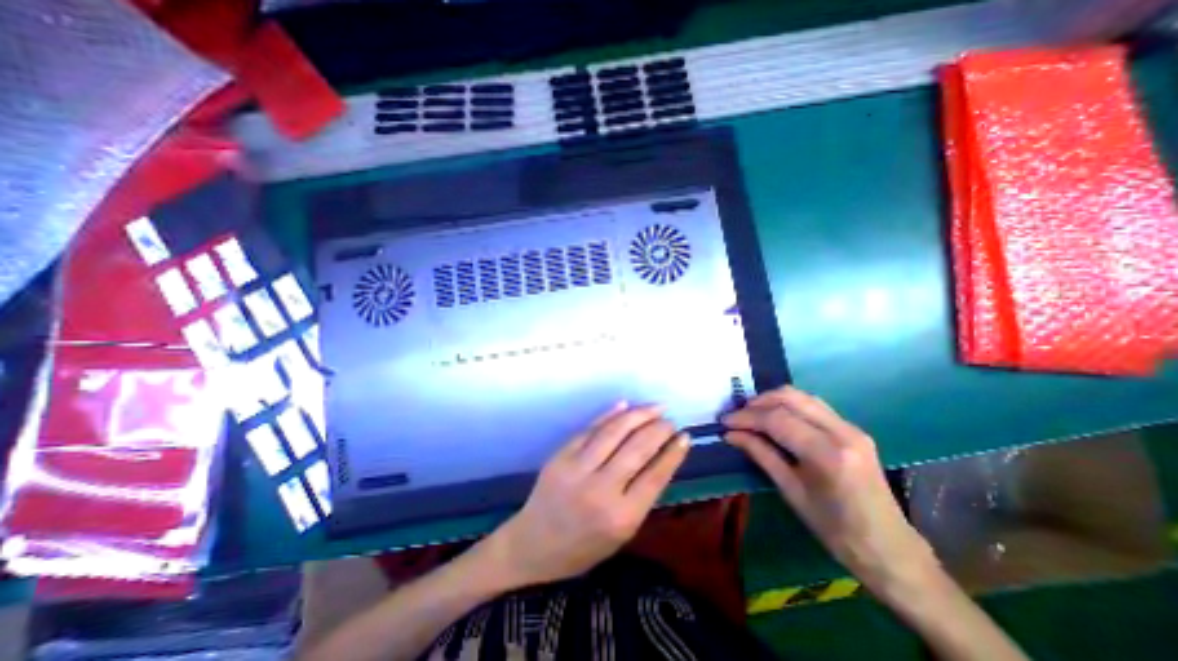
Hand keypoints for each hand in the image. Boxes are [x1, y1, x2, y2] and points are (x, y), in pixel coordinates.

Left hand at [490, 406, 692, 584]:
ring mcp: (577, 469)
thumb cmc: (584, 547)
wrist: (533, 544)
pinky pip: (590, 429)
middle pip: (637, 448)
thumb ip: (642, 495)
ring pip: (614, 432)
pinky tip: (625, 406)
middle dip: (658, 429)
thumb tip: (660, 455)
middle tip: (670, 420)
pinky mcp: (560, 456)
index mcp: (621, 517)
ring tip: (655, 407)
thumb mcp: (622, 533)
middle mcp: (600, 490)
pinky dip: (609, 415)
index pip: (655, 475)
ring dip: (638, 415)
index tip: (684, 436)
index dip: (673, 452)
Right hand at [723, 386, 933, 589]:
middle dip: (758, 402)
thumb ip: (761, 454)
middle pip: (790, 397)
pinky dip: (789, 406)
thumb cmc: (835, 530)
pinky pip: (814, 406)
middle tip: (737, 416)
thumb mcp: (791, 492)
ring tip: (752, 415)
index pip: (777, 419)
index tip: (725, 422)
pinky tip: (776, 418)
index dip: (746, 417)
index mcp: (827, 454)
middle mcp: (842, 432)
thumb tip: (731, 434)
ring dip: (773, 400)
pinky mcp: (853, 430)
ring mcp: (851, 428)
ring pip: (802, 396)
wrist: (891, 550)